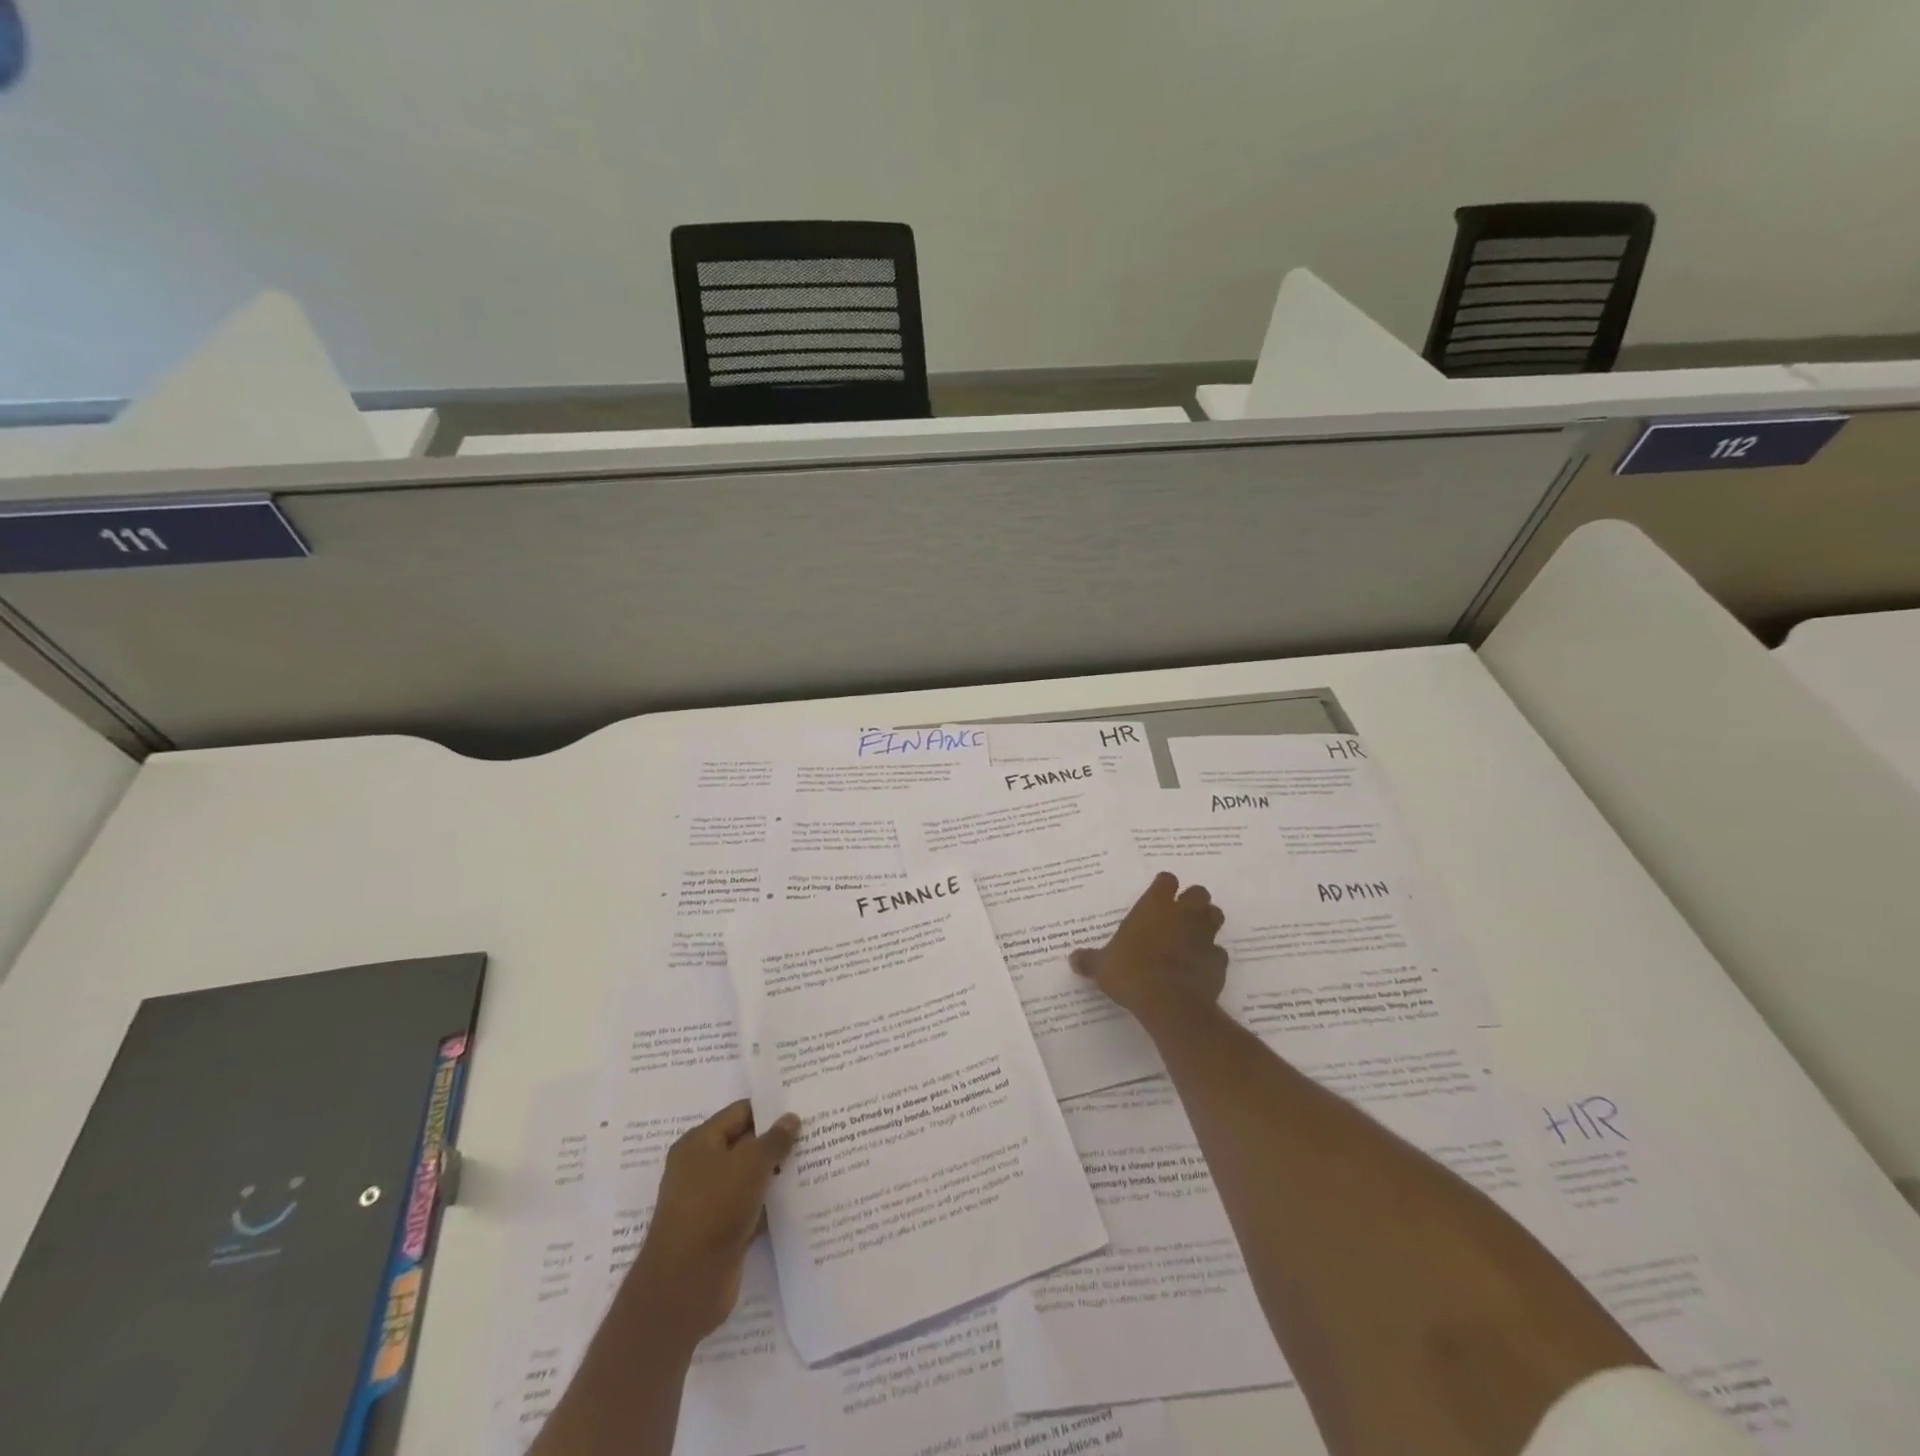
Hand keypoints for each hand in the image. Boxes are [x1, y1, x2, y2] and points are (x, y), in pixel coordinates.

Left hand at [623, 1100, 800, 1349]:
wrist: (685, 1286)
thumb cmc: (713, 1209)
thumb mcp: (749, 1165)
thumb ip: (774, 1140)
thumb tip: (791, 1118)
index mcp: (698, 1143)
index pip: (740, 1112)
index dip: (770, 1108)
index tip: (802, 1105)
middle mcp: (701, 1168)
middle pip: (745, 1144)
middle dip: (777, 1140)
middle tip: (815, 1131)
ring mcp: (710, 1201)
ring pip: (750, 1178)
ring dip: (776, 1173)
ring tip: (816, 1160)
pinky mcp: (721, 1231)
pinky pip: (752, 1207)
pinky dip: (771, 1203)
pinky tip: (801, 1197)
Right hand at [1070, 872, 1227, 1025]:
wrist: (1170, 1004)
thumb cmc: (1132, 973)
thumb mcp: (1102, 967)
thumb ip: (1090, 960)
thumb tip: (1073, 959)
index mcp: (1155, 906)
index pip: (1166, 880)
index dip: (1164, 886)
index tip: (1158, 895)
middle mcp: (1183, 914)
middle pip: (1199, 892)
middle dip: (1192, 900)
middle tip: (1179, 914)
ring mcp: (1204, 936)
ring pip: (1215, 916)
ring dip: (1207, 922)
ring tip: (1194, 934)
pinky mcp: (1218, 961)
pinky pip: (1219, 952)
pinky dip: (1212, 957)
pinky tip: (1200, 967)